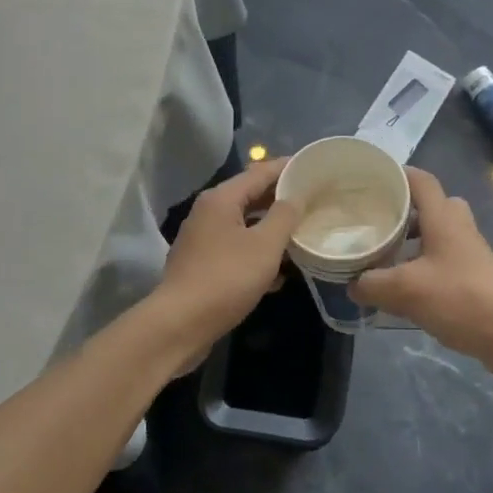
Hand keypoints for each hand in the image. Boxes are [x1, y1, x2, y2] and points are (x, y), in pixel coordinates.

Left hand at [148, 159, 299, 353]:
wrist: (180, 325)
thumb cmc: (226, 278)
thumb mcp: (265, 246)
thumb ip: (284, 216)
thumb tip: (295, 197)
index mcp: (221, 199)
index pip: (260, 172)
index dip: (287, 168)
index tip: (312, 167)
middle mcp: (208, 212)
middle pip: (251, 196)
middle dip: (281, 200)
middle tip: (312, 201)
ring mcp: (202, 239)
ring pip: (244, 224)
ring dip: (271, 229)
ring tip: (300, 234)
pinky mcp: (202, 264)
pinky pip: (236, 248)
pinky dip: (256, 252)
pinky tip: (279, 273)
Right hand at [350, 168, 492, 376]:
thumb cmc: (461, 298)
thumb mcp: (406, 290)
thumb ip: (373, 284)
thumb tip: (352, 283)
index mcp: (443, 216)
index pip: (420, 179)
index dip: (396, 174)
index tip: (369, 180)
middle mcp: (457, 226)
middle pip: (428, 205)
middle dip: (401, 210)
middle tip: (373, 220)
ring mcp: (469, 251)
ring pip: (435, 233)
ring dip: (410, 240)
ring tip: (381, 255)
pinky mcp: (474, 276)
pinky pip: (441, 259)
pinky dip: (421, 264)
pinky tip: (403, 287)